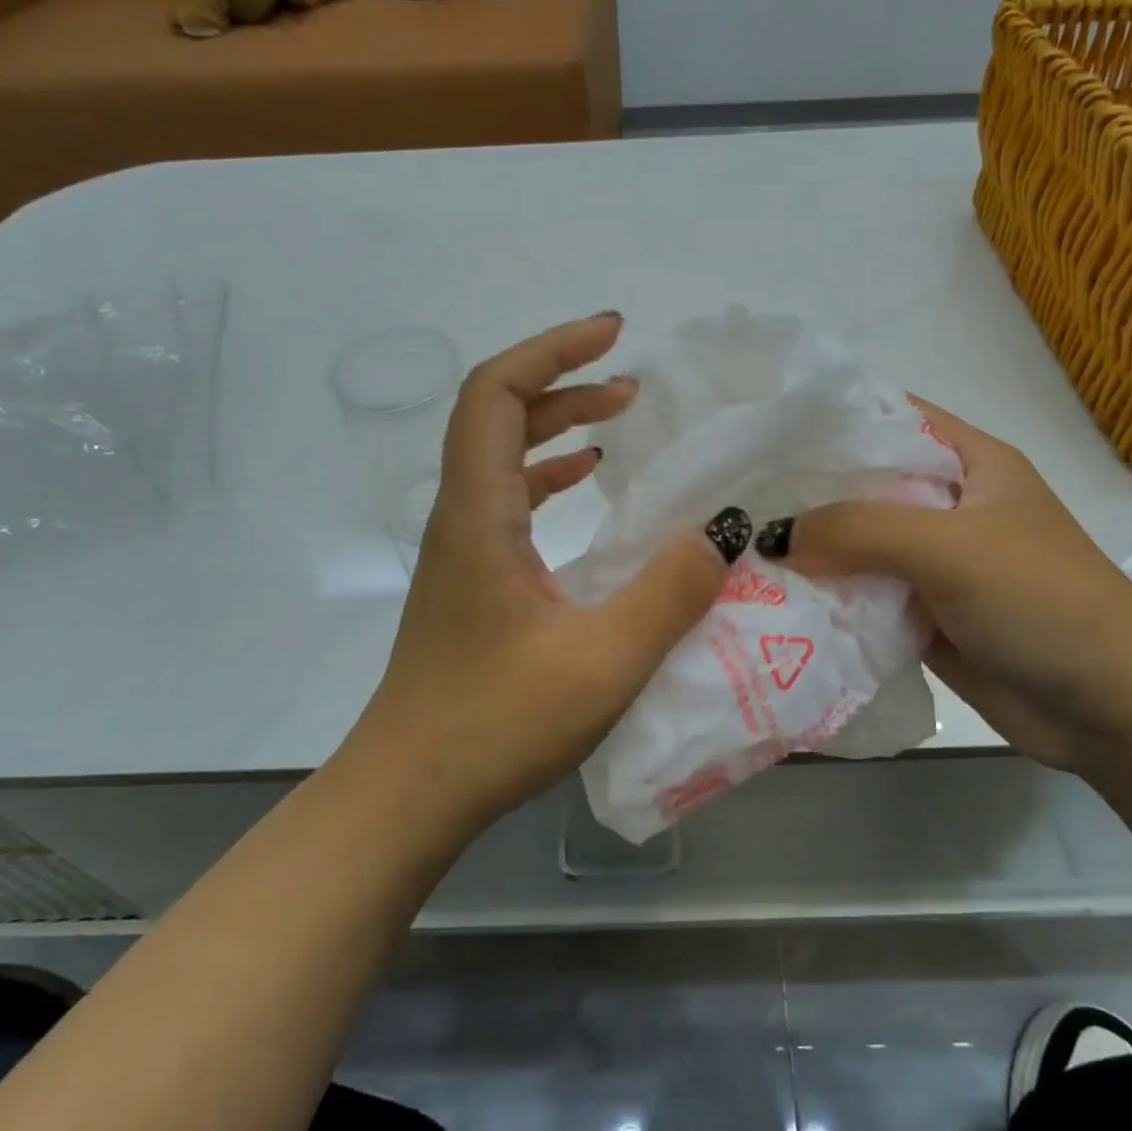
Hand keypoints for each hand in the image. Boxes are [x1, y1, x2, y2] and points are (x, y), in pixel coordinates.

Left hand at [345, 314, 731, 831]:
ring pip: (501, 458)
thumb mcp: (602, 662)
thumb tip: (721, 533)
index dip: (551, 350)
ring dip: (555, 426)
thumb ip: (669, 594)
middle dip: (562, 382)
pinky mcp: (472, 581)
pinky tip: (585, 488)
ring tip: (617, 420)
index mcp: (479, 515)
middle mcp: (461, 517)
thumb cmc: (495, 726)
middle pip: (495, 415)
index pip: (494, 394)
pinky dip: (548, 477)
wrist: (409, 794)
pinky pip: (508, 502)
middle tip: (629, 381)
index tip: (612, 336)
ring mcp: (462, 550)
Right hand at [766, 398, 1131, 771]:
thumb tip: (774, 537)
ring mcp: (935, 563)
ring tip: (739, 548)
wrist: (1113, 709)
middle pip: (864, 486)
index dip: (830, 420)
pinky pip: (864, 596)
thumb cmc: (1044, 601)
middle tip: (735, 497)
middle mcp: (948, 506)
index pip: (890, 419)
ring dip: (811, 550)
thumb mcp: (952, 548)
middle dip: (806, 492)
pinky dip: (828, 597)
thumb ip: (860, 530)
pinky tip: (775, 598)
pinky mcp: (924, 615)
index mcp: (970, 463)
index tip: (764, 432)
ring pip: (859, 545)